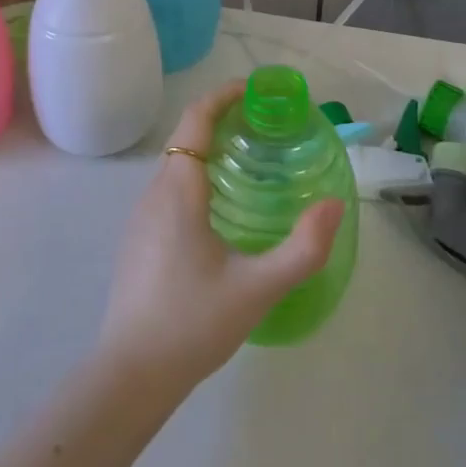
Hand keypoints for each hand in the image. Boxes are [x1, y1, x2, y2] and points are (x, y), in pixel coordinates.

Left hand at [97, 81, 344, 394]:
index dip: (222, 96)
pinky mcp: (139, 240)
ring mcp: (141, 218)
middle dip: (222, 121)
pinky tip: (223, 208)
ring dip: (209, 150)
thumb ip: (303, 248)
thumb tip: (334, 203)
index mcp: (178, 191)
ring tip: (251, 162)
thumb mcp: (258, 288)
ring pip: (176, 165)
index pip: (194, 120)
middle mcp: (154, 194)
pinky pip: (170, 189)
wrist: (131, 375)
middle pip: (185, 138)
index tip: (255, 91)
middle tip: (266, 127)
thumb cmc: (192, 324)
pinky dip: (197, 176)